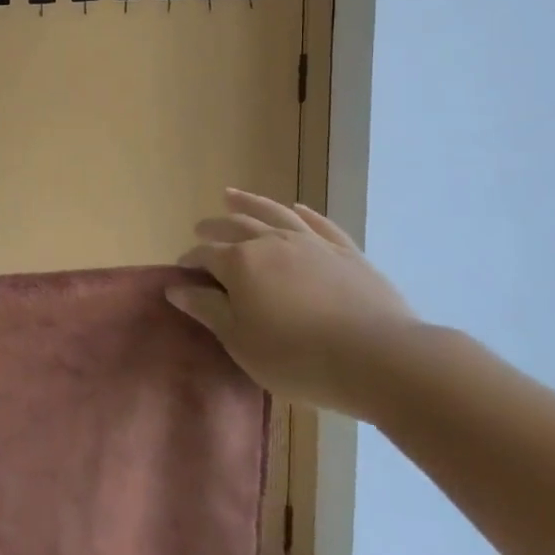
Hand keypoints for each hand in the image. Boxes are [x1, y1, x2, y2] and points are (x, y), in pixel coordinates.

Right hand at [171, 189, 416, 418]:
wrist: (379, 358)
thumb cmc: (298, 358)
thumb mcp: (241, 341)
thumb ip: (207, 309)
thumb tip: (175, 286)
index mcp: (240, 263)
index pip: (205, 254)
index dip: (190, 261)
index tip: (181, 271)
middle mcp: (271, 242)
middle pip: (235, 226)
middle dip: (214, 227)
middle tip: (201, 228)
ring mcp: (311, 242)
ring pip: (273, 213)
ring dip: (249, 203)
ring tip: (232, 196)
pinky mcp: (346, 251)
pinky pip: (319, 223)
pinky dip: (304, 212)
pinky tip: (297, 208)